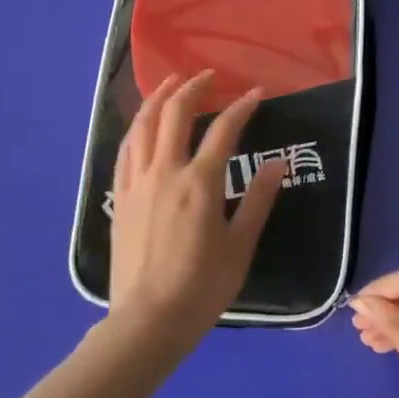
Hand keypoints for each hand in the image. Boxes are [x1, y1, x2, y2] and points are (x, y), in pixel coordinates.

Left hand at [107, 71, 283, 350]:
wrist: (147, 321)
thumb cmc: (201, 287)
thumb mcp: (240, 246)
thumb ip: (258, 200)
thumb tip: (278, 163)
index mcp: (199, 182)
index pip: (223, 130)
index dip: (241, 107)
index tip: (256, 93)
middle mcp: (165, 172)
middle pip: (175, 114)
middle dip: (193, 88)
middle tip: (208, 76)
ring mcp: (137, 182)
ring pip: (143, 125)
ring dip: (158, 98)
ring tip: (171, 84)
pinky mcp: (119, 197)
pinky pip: (125, 150)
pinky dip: (136, 128)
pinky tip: (142, 125)